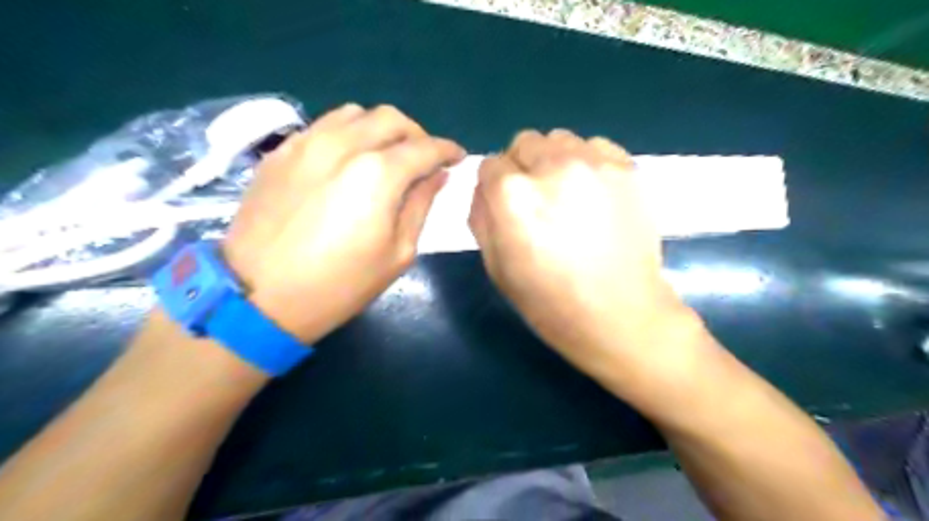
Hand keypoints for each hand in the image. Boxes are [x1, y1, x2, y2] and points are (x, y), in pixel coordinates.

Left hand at [223, 105, 468, 343]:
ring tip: (386, 155)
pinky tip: (347, 161)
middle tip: (423, 159)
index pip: (425, 148)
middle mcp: (343, 145)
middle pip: (392, 119)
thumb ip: (421, 206)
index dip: (448, 150)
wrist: (259, 297)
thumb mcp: (397, 253)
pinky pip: (323, 126)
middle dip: (417, 134)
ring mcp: (307, 143)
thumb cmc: (340, 284)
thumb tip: (437, 176)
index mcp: (378, 174)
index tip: (458, 158)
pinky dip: (347, 134)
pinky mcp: (281, 152)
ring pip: (355, 113)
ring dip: (380, 129)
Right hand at [469, 128, 700, 383]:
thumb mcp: (496, 266)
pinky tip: (593, 192)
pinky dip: (587, 161)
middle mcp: (551, 166)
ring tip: (567, 195)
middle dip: (522, 168)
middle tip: (537, 201)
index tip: (506, 207)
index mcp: (512, 195)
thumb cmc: (550, 301)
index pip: (490, 165)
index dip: (494, 187)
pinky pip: (595, 146)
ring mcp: (594, 163)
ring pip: (559, 139)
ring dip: (554, 161)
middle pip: (523, 142)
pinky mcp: (627, 168)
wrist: (620, 314)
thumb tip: (485, 189)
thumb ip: (481, 217)